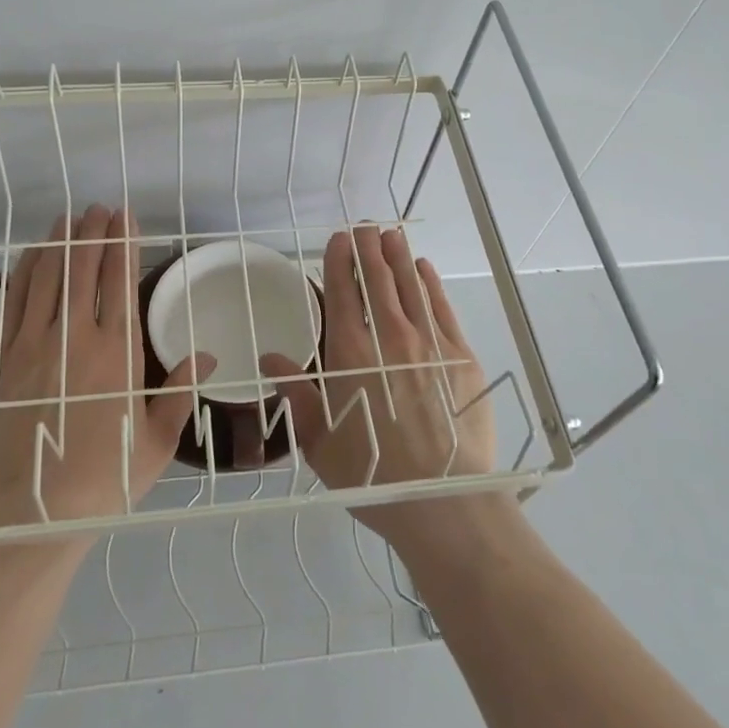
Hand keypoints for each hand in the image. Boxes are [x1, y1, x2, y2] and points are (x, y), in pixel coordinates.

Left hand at [0, 204, 210, 530]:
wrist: (28, 516)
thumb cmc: (102, 481)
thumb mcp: (154, 442)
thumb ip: (179, 393)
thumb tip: (206, 356)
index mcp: (117, 353)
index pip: (120, 281)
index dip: (123, 244)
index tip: (125, 218)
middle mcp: (73, 337)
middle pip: (83, 269)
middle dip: (93, 232)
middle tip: (99, 209)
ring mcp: (29, 344)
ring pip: (46, 276)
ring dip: (59, 243)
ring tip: (68, 219)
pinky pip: (13, 301)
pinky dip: (25, 271)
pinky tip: (32, 255)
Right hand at [259, 225, 495, 550]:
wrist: (443, 500)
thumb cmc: (372, 474)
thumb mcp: (319, 440)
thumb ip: (296, 394)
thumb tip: (268, 360)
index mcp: (350, 353)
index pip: (342, 292)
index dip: (339, 261)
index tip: (338, 239)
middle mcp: (388, 337)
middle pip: (376, 279)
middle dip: (369, 248)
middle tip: (365, 226)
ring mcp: (428, 343)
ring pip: (409, 286)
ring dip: (397, 256)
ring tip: (390, 234)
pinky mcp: (460, 356)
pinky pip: (441, 307)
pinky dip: (430, 284)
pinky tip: (423, 269)